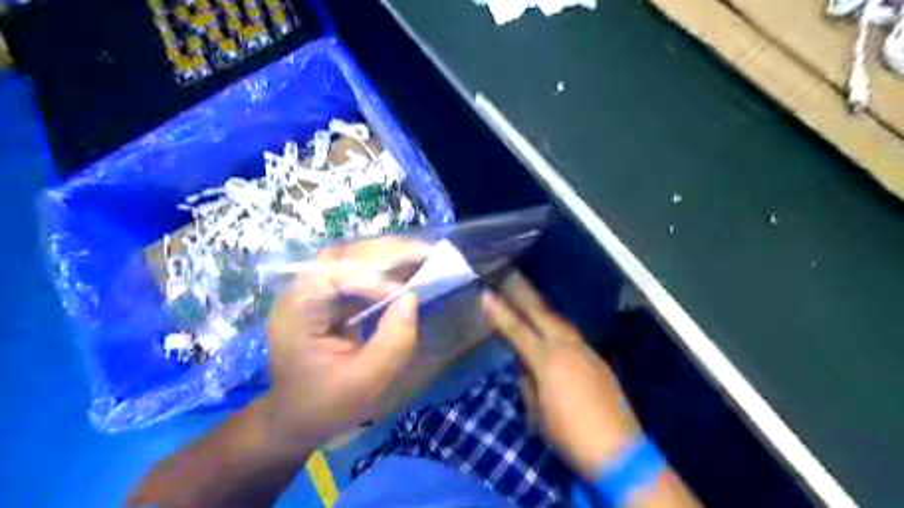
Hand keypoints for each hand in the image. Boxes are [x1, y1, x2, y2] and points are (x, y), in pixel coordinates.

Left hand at [265, 238, 428, 447]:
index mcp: (298, 311)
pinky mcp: (330, 297)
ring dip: (388, 256)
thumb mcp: (363, 384)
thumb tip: (412, 299)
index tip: (404, 293)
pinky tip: (409, 272)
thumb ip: (392, 344)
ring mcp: (315, 292)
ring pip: (353, 259)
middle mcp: (302, 292)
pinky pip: (360, 274)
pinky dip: (387, 270)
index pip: (332, 274)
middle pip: (343, 256)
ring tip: (422, 257)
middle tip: (424, 254)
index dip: (370, 277)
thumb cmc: (324, 406)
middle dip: (385, 253)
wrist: (296, 419)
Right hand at [480, 272, 641, 477]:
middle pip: (541, 312)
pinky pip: (571, 334)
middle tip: (508, 274)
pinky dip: (556, 326)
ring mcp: (585, 350)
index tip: (484, 292)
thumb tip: (523, 363)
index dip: (499, 311)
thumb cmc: (569, 434)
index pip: (516, 329)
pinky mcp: (597, 358)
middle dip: (523, 292)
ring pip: (559, 320)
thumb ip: (527, 380)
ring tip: (527, 295)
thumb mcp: (536, 411)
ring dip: (541, 307)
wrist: (618, 451)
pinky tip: (552, 328)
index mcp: (547, 359)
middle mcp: (567, 346)